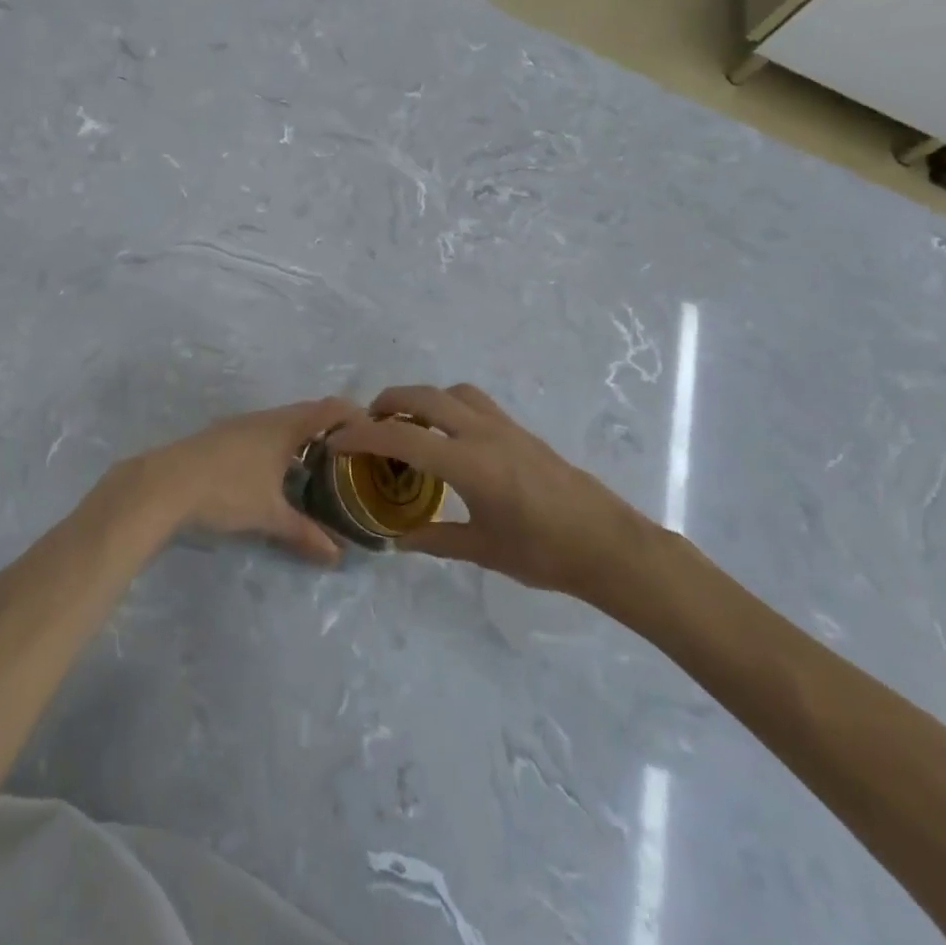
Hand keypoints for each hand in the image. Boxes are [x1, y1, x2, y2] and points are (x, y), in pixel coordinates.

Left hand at [101, 398, 362, 564]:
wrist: (163, 484)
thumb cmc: (225, 491)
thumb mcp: (269, 516)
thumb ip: (304, 533)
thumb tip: (337, 556)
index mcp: (284, 426)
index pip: (330, 408)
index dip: (356, 415)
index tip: (375, 434)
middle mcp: (264, 418)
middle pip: (307, 413)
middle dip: (331, 430)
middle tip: (352, 456)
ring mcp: (239, 424)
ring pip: (282, 423)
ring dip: (302, 438)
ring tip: (319, 466)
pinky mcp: (221, 436)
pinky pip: (263, 432)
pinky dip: (279, 445)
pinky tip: (276, 471)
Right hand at [328, 385, 656, 601]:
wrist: (607, 544)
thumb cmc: (544, 553)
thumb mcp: (483, 549)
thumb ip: (435, 539)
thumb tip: (397, 540)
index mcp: (469, 463)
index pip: (403, 438)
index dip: (363, 436)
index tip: (338, 441)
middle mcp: (483, 433)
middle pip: (424, 397)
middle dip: (388, 402)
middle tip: (366, 423)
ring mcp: (504, 426)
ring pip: (451, 392)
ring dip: (420, 398)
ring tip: (405, 422)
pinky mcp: (519, 429)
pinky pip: (473, 401)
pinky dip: (447, 404)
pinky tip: (446, 435)